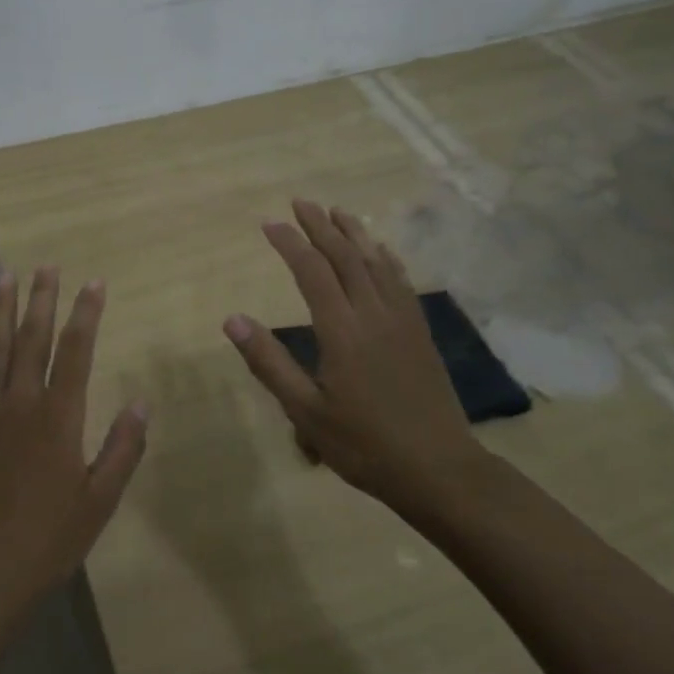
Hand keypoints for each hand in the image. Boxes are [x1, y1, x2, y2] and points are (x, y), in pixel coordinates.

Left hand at [0, 267, 148, 638]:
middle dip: (41, 298)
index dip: (86, 313)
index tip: (94, 283)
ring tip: (5, 276)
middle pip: (32, 339)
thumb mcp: (99, 502)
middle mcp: (19, 403)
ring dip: (0, 310)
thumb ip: (122, 449)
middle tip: (47, 265)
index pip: (76, 351)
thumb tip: (142, 403)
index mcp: (58, 418)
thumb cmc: (46, 542)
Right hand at [223, 200, 486, 526]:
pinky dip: (386, 258)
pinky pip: (401, 281)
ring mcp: (402, 320)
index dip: (289, 243)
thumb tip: (232, 319)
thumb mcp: (306, 412)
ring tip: (336, 211)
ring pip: (375, 262)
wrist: (440, 470)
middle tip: (300, 202)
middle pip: (345, 257)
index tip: (269, 224)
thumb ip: (269, 362)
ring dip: (354, 233)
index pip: (312, 272)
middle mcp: (373, 314)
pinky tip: (381, 250)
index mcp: (342, 331)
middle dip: (320, 226)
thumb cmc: (365, 445)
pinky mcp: (420, 332)